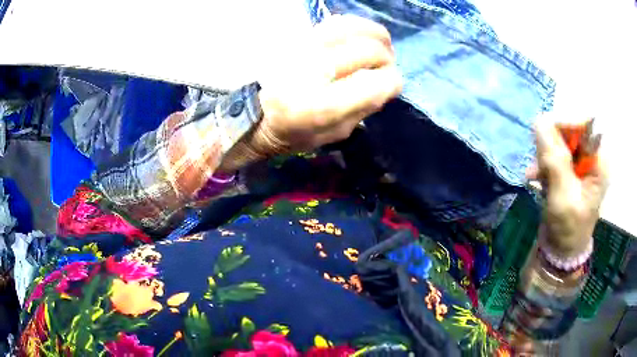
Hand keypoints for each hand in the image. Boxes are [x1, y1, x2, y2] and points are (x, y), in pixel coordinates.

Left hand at [252, 15, 402, 153]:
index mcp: (320, 106)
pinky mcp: (297, 35)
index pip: (377, 83)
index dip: (392, 82)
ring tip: (377, 47)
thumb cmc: (292, 131)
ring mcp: (302, 46)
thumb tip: (388, 81)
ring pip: (356, 27)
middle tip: (383, 67)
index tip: (389, 85)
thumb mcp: (332, 134)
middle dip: (386, 59)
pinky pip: (338, 21)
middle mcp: (312, 69)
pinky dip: (357, 27)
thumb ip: (364, 109)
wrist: (253, 110)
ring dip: (376, 36)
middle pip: (370, 50)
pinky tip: (358, 38)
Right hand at [530, 116, 608, 256]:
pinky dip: (542, 163)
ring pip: (559, 141)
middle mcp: (591, 156)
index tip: (543, 134)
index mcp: (598, 161)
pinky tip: (534, 176)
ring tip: (535, 173)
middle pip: (570, 131)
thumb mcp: (563, 196)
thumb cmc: (568, 228)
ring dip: (544, 155)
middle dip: (551, 143)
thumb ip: (554, 160)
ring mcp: (580, 163)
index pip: (584, 123)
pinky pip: (553, 154)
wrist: (562, 250)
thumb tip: (540, 120)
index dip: (564, 123)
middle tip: (539, 161)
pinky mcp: (569, 169)